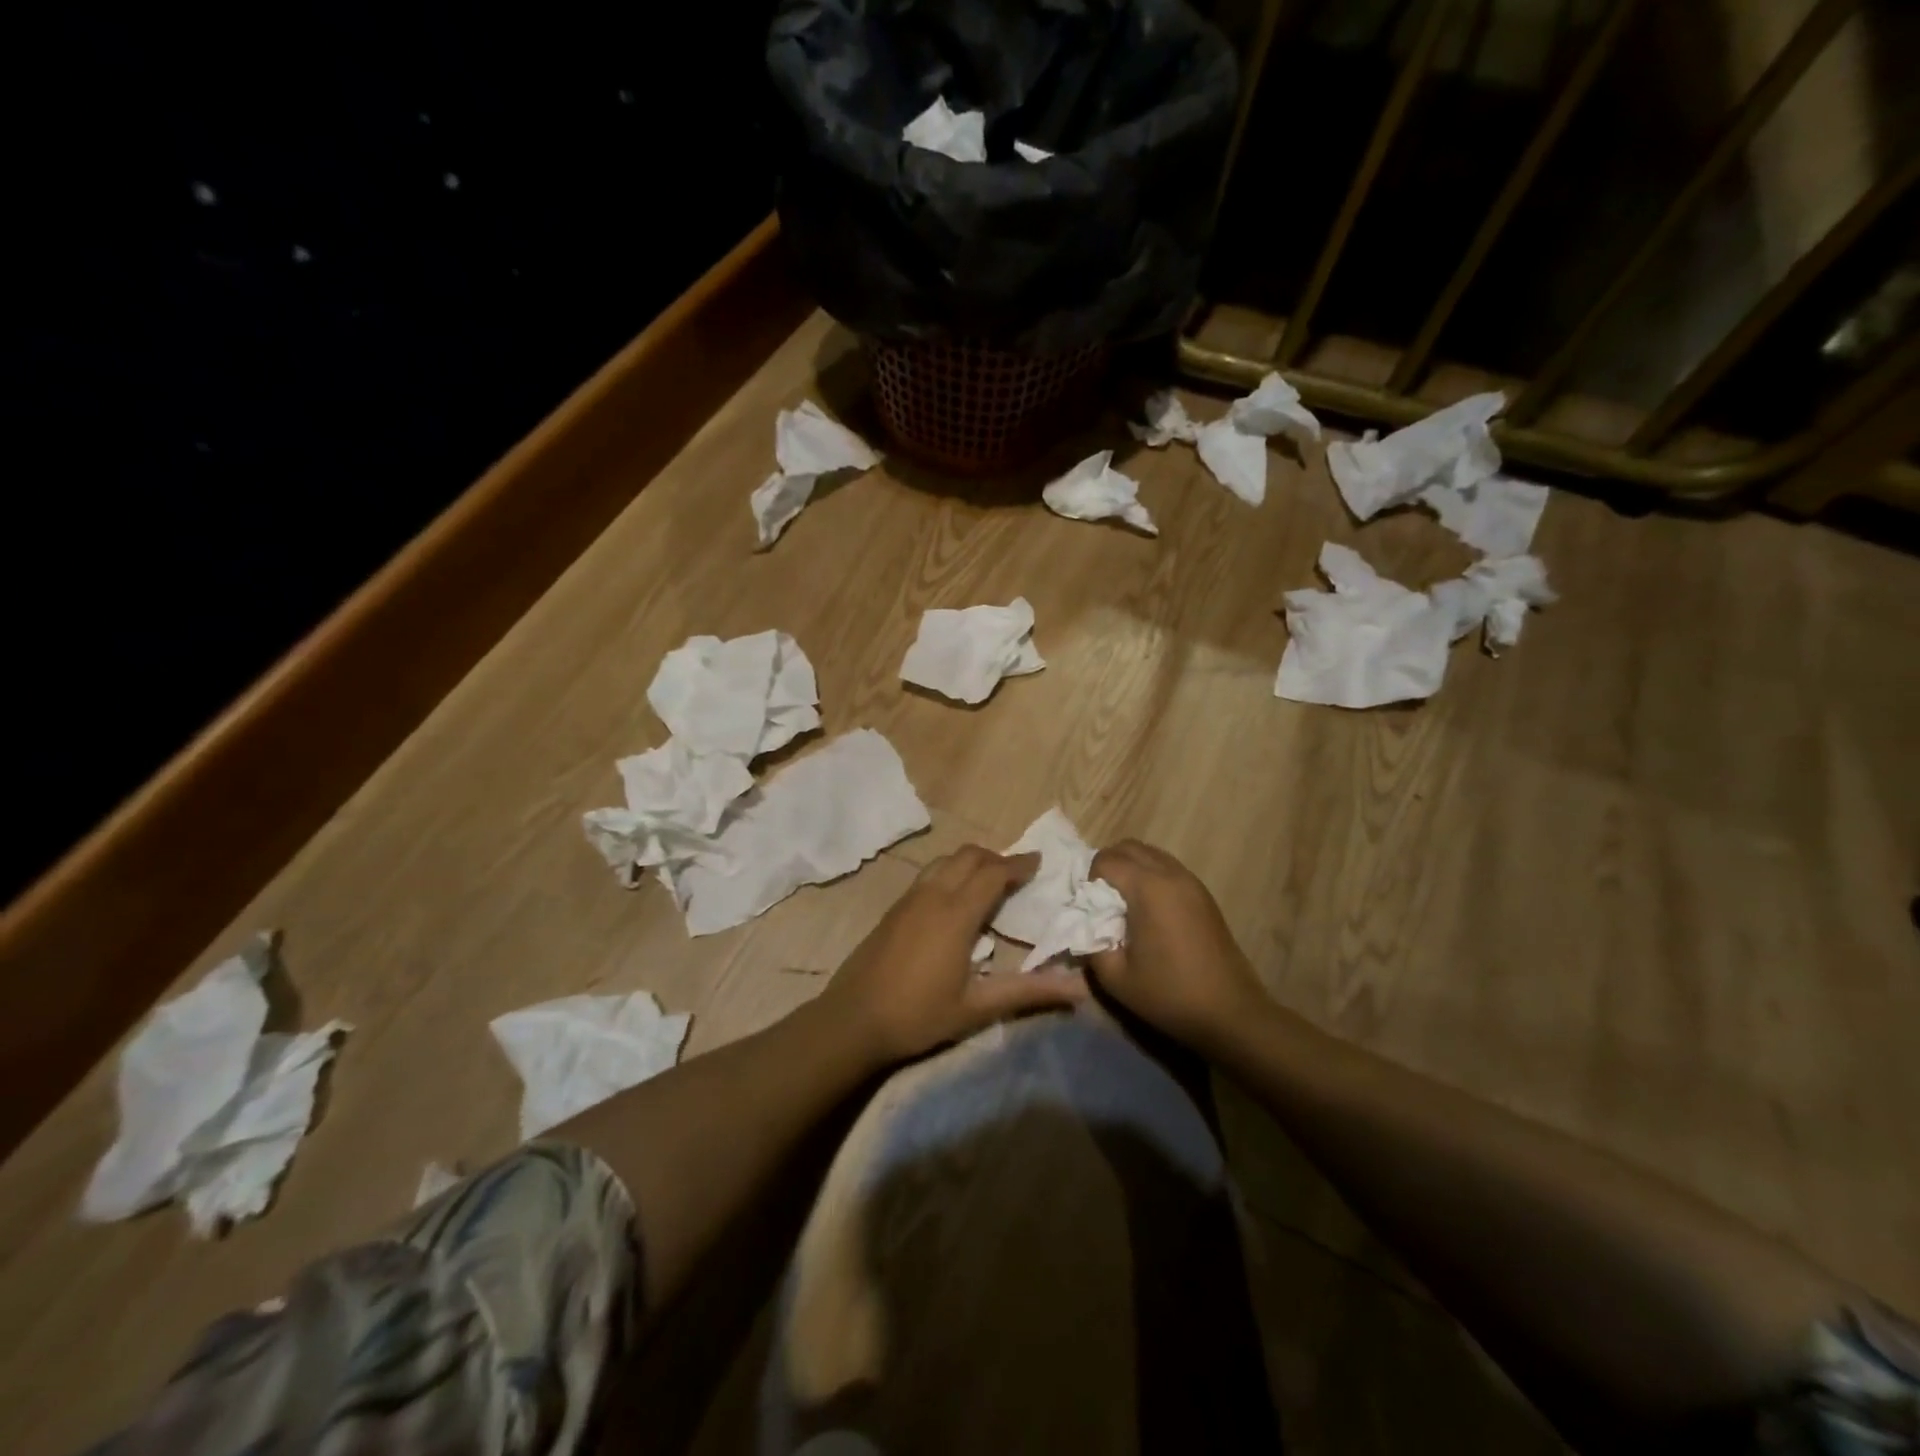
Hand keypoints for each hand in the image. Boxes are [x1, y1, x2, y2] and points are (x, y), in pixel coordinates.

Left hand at [824, 846, 1086, 1063]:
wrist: (852, 1020)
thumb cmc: (918, 1014)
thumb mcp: (977, 1007)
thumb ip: (1028, 992)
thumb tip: (1078, 988)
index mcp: (955, 914)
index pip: (993, 873)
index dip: (1018, 864)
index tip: (1039, 862)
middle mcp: (931, 896)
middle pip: (967, 857)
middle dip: (996, 857)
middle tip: (1017, 872)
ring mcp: (908, 899)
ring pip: (944, 861)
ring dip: (970, 862)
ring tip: (988, 880)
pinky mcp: (892, 909)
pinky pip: (928, 875)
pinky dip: (949, 872)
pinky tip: (953, 899)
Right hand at [1087, 840, 1270, 1056]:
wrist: (1230, 1013)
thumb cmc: (1169, 994)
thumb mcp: (1115, 978)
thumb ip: (1091, 944)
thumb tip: (1085, 926)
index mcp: (1147, 888)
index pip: (1106, 860)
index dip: (1090, 881)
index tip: (1091, 910)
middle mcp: (1170, 874)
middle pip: (1128, 847)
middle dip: (1108, 866)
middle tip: (1101, 902)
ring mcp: (1191, 881)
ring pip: (1150, 854)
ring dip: (1130, 869)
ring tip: (1124, 905)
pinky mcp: (1204, 894)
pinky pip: (1167, 868)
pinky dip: (1150, 876)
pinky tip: (1149, 912)